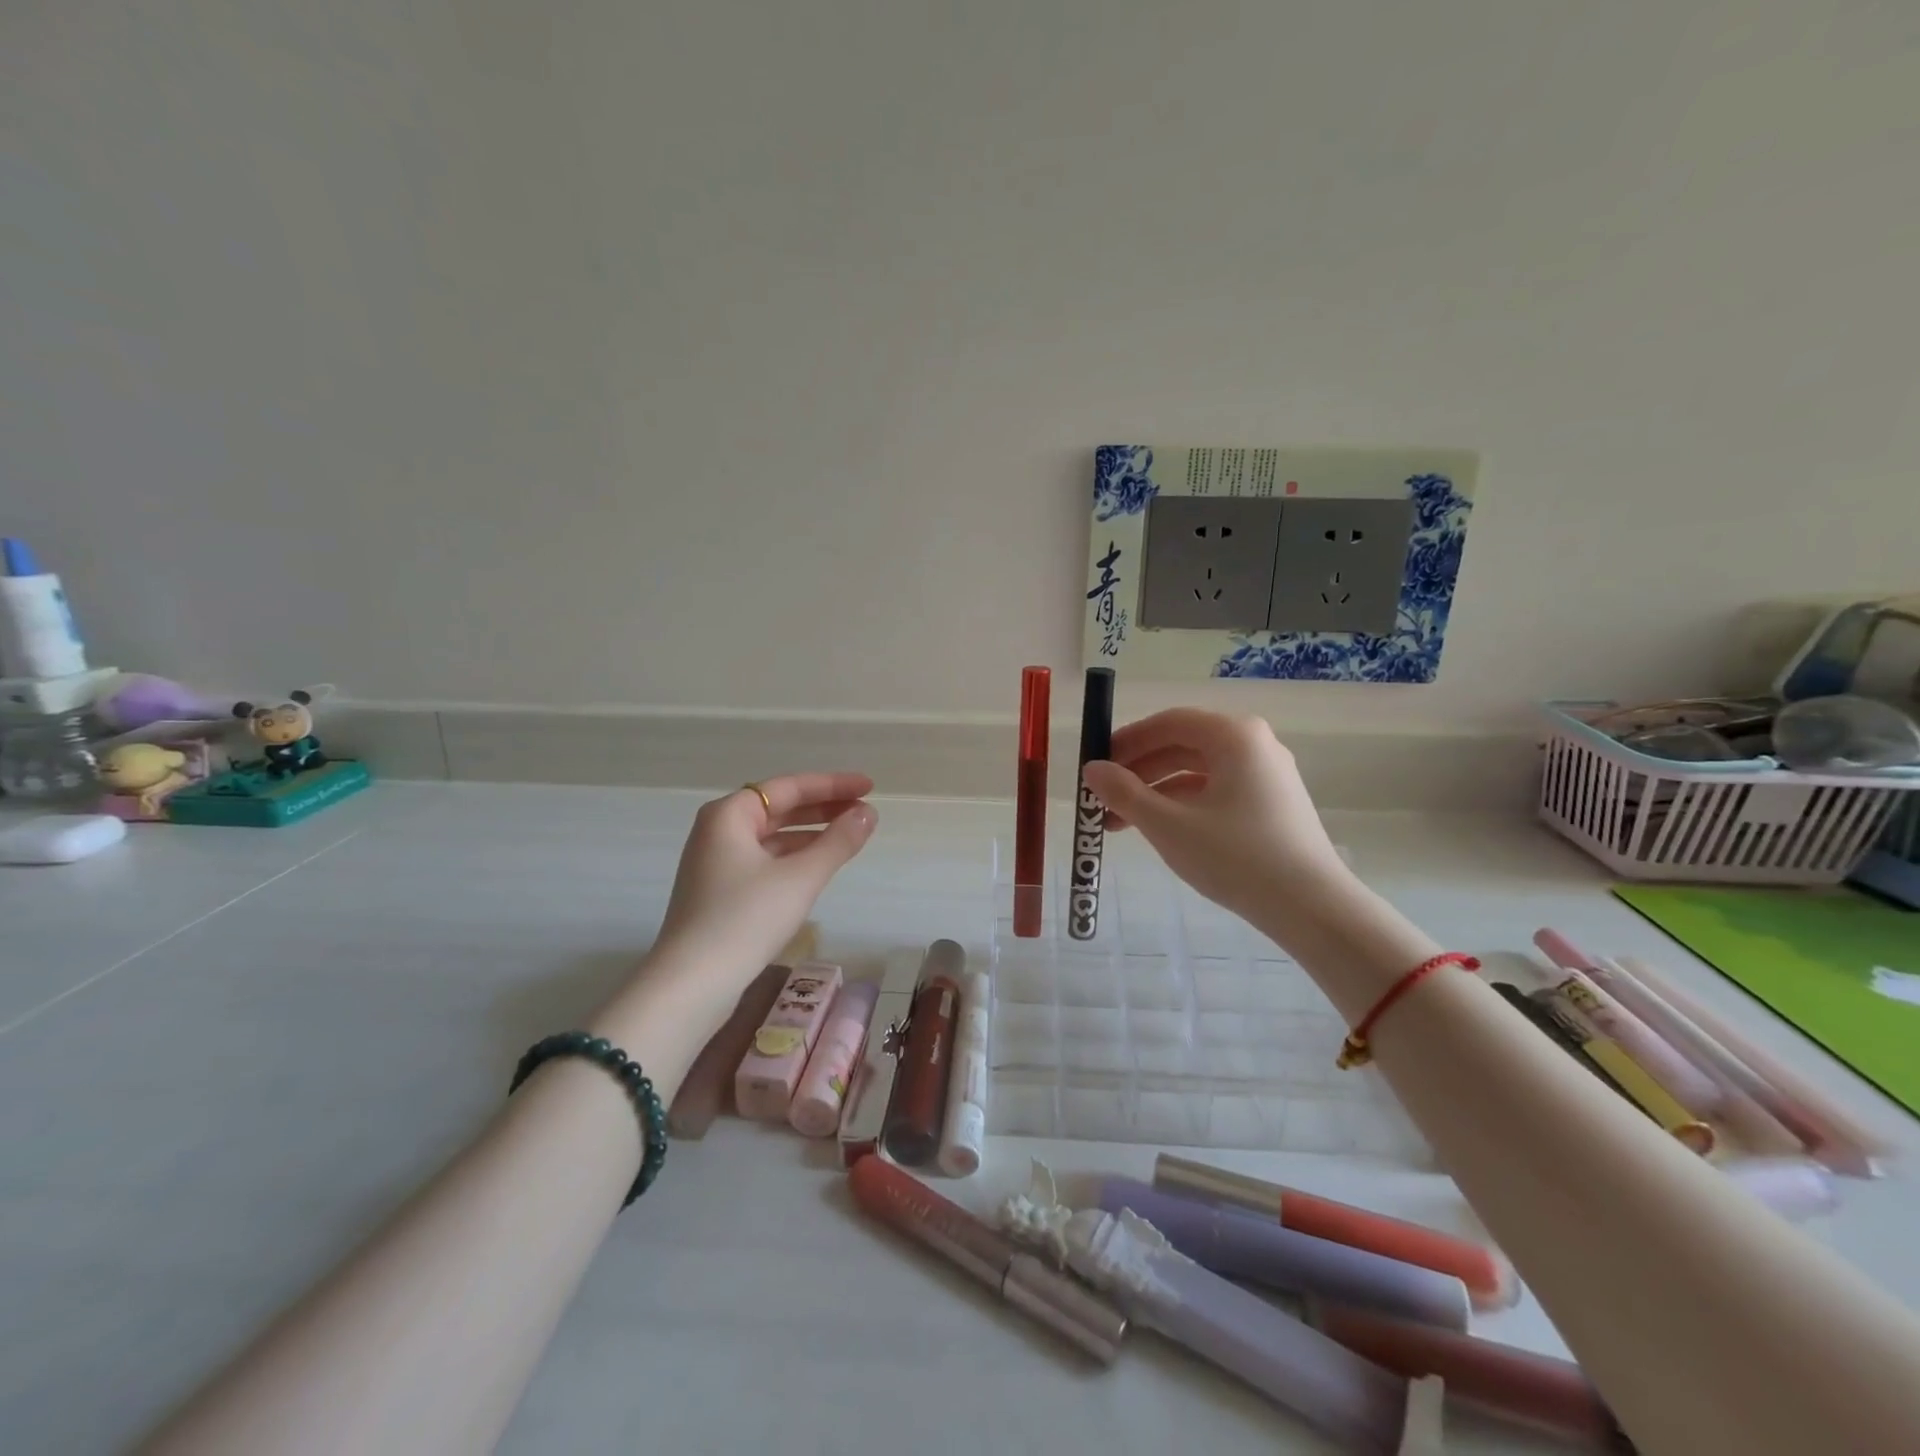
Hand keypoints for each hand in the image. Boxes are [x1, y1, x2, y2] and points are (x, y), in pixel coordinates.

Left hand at [653, 772, 876, 983]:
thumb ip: (838, 841)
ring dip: (811, 834)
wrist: (692, 984)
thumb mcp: (801, 877)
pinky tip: (819, 867)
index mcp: (729, 815)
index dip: (833, 784)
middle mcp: (718, 831)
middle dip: (823, 808)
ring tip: (850, 836)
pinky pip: (765, 860)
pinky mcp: (720, 892)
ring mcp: (716, 863)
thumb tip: (868, 812)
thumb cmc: (745, 919)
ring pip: (773, 837)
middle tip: (864, 810)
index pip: (789, 787)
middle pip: (779, 808)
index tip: (869, 786)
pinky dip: (794, 858)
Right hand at [1080, 710, 1348, 925]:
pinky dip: (1182, 805)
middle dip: (1137, 771)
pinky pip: (1216, 791)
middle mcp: (1254, 744)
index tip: (1095, 764)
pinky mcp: (1272, 804)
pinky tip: (1159, 830)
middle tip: (1103, 796)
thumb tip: (1091, 770)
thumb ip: (1124, 793)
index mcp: (1234, 736)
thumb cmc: (1236, 857)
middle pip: (1182, 745)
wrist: (1312, 909)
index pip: (1168, 722)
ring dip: (1155, 791)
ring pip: (1197, 771)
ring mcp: (1267, 774)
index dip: (1126, 741)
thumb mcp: (1169, 825)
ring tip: (1120, 823)